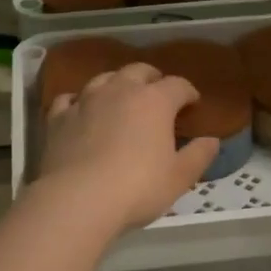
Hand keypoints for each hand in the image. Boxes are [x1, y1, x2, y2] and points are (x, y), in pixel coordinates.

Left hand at [38, 63, 219, 231]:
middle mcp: (120, 90)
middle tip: (158, 93)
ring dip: (116, 83)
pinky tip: (80, 110)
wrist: (78, 199)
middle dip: (152, 79)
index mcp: (154, 101)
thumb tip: (212, 140)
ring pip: (104, 78)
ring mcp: (85, 100)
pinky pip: (70, 98)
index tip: (193, 103)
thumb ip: (199, 156)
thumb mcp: (179, 178)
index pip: (178, 85)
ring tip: (121, 97)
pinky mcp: (58, 117)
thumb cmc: (137, 188)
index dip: (188, 92)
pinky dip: (79, 101)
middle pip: (139, 71)